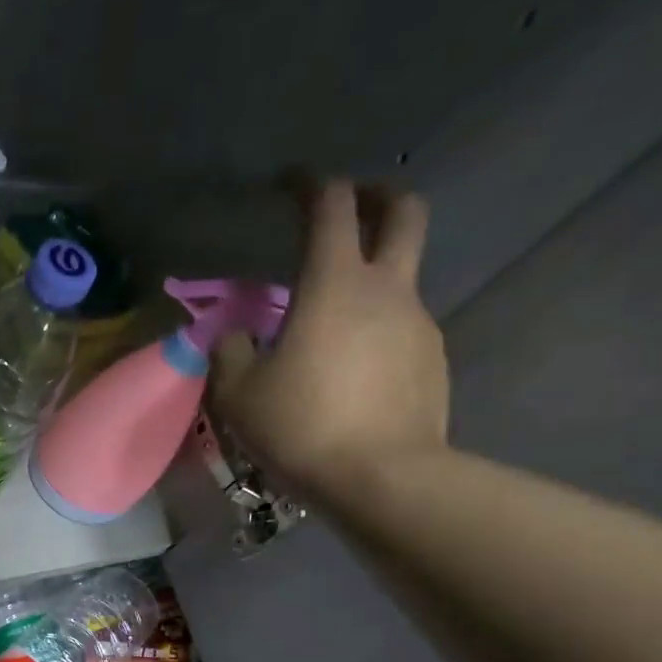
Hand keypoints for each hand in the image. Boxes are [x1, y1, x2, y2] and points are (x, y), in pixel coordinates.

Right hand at [211, 180, 448, 501]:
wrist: (381, 477)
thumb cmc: (302, 426)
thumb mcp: (239, 394)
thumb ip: (229, 353)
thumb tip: (232, 335)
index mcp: (335, 284)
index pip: (330, 206)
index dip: (309, 184)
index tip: (287, 183)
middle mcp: (387, 289)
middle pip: (403, 212)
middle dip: (376, 197)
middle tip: (347, 209)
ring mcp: (418, 323)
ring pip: (402, 276)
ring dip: (372, 276)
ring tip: (331, 320)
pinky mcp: (432, 360)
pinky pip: (403, 327)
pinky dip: (378, 328)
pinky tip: (351, 368)